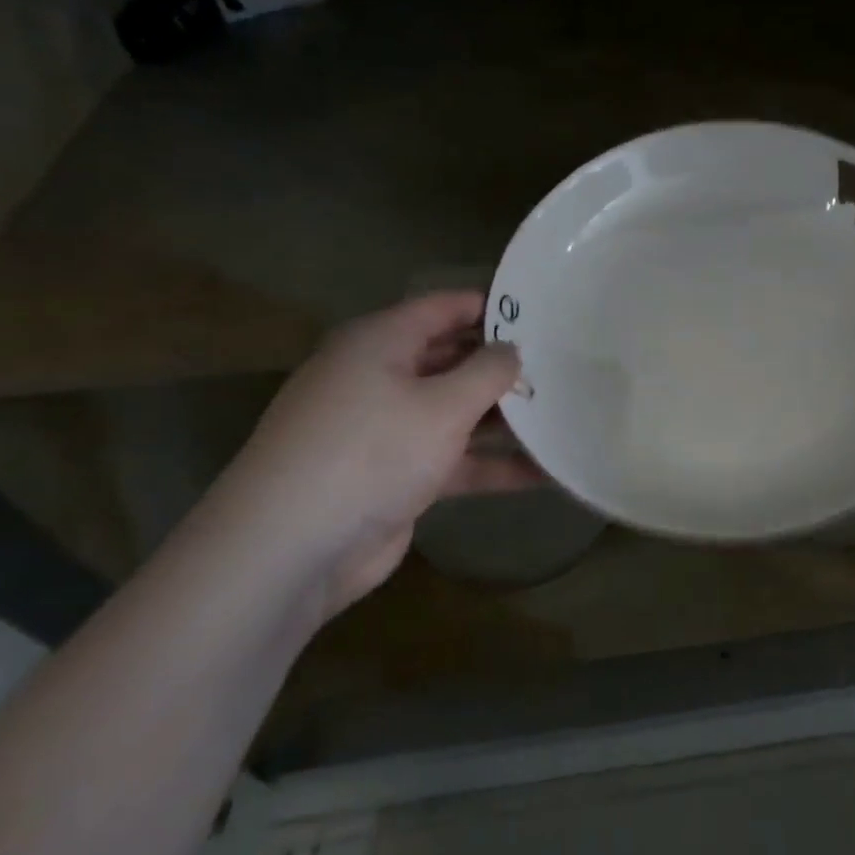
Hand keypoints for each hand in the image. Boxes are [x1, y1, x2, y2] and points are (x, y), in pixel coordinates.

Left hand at [194, 291, 540, 616]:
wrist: (291, 549)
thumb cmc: (371, 452)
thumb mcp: (443, 404)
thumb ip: (489, 371)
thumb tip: (512, 350)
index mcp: (380, 342)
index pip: (444, 308)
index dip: (492, 306)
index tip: (544, 314)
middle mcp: (380, 377)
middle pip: (453, 359)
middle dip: (503, 366)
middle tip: (563, 367)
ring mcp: (386, 429)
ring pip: (455, 412)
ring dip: (504, 419)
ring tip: (563, 415)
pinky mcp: (395, 476)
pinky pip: (452, 458)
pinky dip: (491, 464)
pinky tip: (543, 473)